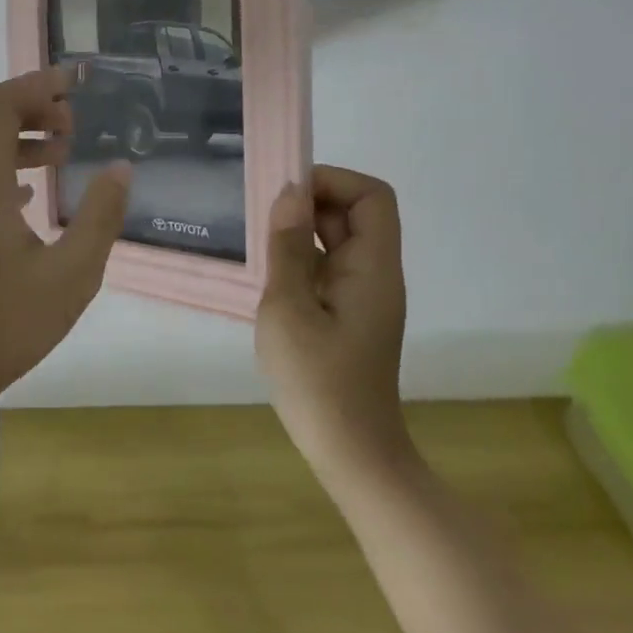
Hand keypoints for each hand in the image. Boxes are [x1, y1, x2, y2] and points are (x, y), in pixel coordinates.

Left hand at [0, 67, 131, 402]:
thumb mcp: (72, 274)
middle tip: (70, 122)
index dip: (37, 85)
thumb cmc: (6, 323)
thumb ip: (100, 216)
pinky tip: (31, 193)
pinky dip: (0, 163)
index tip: (76, 85)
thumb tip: (120, 169)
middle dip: (26, 104)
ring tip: (60, 153)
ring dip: (13, 134)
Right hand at [257, 167, 411, 478]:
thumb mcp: (289, 308)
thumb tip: (289, 193)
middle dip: (310, 204)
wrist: (350, 452)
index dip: (333, 181)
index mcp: (373, 267)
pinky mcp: (348, 316)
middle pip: (354, 215)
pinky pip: (327, 269)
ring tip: (257, 242)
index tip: (286, 191)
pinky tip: (267, 276)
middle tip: (260, 214)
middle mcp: (375, 274)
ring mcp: (363, 296)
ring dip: (300, 233)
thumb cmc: (318, 380)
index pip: (371, 196)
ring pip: (337, 242)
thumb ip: (287, 248)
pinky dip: (299, 261)